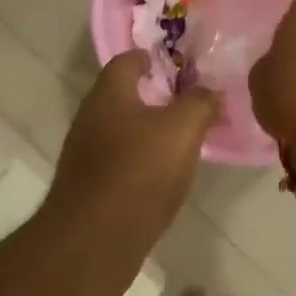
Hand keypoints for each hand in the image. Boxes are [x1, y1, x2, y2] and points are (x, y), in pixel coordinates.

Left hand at [41, 51, 218, 261]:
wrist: (95, 239)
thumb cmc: (139, 172)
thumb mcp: (182, 130)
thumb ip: (200, 103)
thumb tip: (210, 89)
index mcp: (108, 95)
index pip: (126, 60)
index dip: (151, 57)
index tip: (178, 62)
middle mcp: (90, 119)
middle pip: (122, 97)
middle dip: (153, 96)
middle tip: (188, 101)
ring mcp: (85, 155)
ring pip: (120, 131)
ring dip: (147, 131)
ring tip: (181, 138)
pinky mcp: (89, 187)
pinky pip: (119, 162)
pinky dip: (140, 160)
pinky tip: (162, 174)